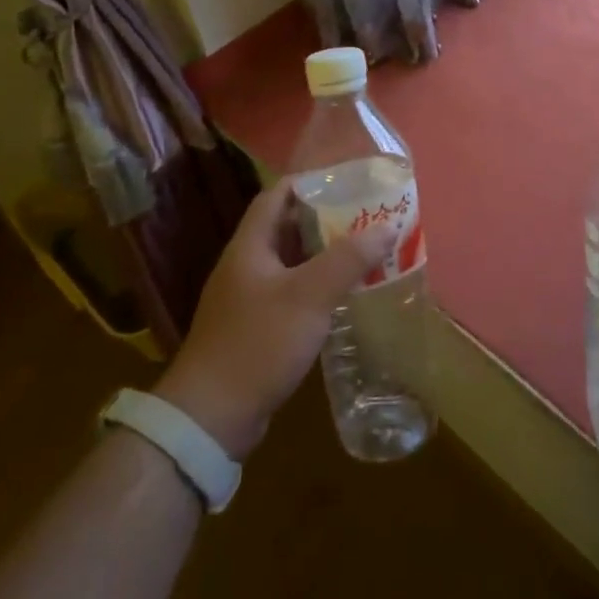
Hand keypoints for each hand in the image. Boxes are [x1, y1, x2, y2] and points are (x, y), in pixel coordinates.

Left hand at [153, 179, 380, 460]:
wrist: (212, 416)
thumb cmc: (259, 342)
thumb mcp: (309, 296)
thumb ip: (348, 259)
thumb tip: (387, 225)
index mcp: (250, 246)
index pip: (276, 196)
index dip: (308, 183)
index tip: (347, 181)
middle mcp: (246, 265)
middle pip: (286, 228)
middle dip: (325, 219)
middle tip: (365, 216)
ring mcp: (248, 298)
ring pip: (291, 263)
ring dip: (323, 255)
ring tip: (363, 250)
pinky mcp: (255, 327)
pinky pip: (290, 293)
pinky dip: (316, 286)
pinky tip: (342, 295)